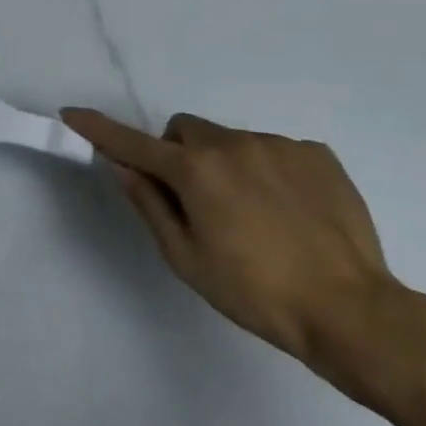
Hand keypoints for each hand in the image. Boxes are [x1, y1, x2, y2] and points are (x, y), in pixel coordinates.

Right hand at [61, 109, 396, 368]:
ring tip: (253, 214)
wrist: (353, 312)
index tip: (71, 113)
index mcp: (195, 171)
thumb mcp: (186, 258)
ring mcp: (278, 145)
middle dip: (177, 155)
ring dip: (223, 164)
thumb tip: (122, 167)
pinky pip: (273, 150)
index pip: (132, 143)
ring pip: (229, 140)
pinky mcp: (317, 154)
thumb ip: (149, 204)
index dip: (98, 129)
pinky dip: (265, 170)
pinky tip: (288, 211)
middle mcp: (232, 144)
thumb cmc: (256, 292)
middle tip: (194, 200)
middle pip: (184, 132)